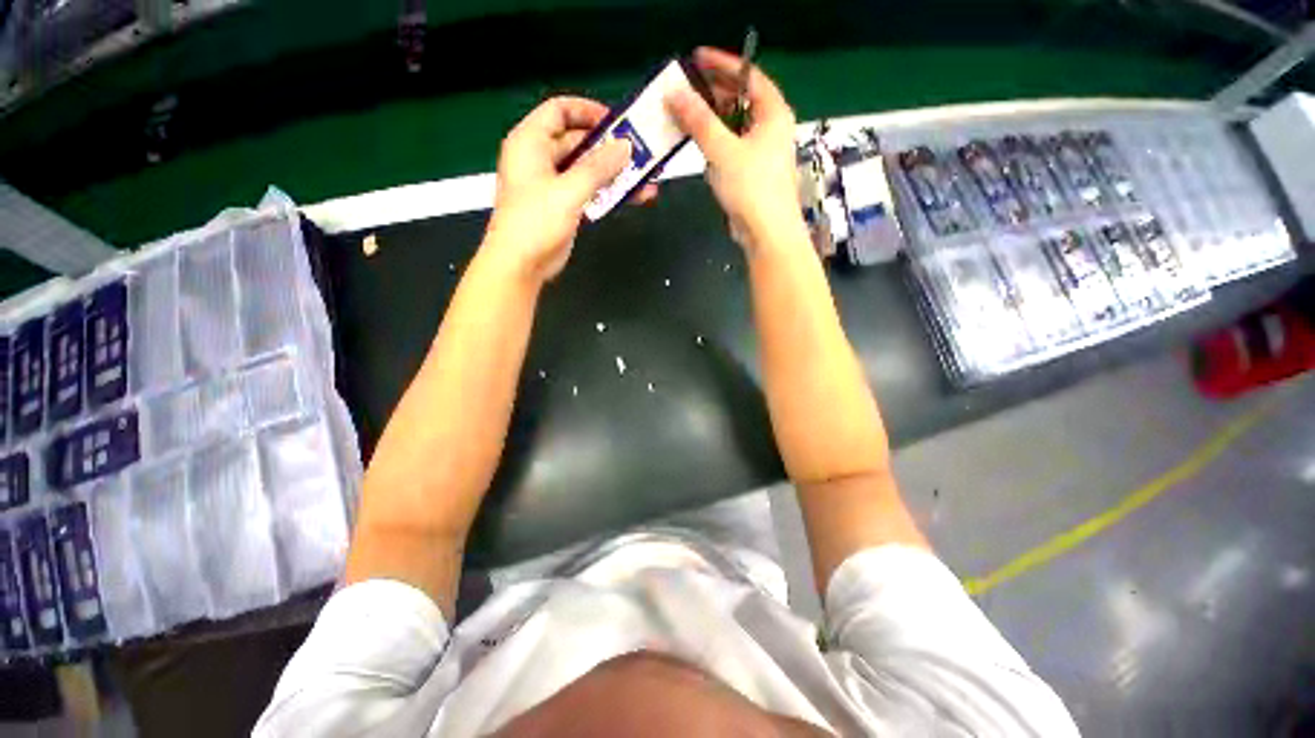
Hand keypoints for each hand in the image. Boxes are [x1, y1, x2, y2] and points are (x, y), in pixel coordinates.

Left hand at [483, 96, 656, 283]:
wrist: (521, 264)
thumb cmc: (535, 221)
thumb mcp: (569, 190)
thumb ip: (599, 167)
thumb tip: (626, 146)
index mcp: (531, 142)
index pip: (559, 111)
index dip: (587, 111)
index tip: (616, 121)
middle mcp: (541, 158)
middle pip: (579, 142)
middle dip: (610, 147)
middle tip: (640, 152)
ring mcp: (554, 185)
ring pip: (588, 170)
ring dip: (615, 173)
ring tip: (645, 177)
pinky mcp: (564, 207)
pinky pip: (590, 192)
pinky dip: (609, 193)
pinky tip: (633, 197)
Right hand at [665, 47, 801, 250]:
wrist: (767, 233)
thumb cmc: (751, 188)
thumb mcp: (723, 150)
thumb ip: (699, 121)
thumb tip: (675, 93)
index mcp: (773, 113)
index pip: (748, 75)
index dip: (722, 64)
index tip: (695, 59)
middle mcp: (771, 128)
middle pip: (742, 99)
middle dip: (714, 93)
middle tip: (686, 89)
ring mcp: (763, 152)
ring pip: (736, 126)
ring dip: (712, 120)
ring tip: (687, 115)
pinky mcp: (753, 172)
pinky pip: (733, 148)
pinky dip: (716, 143)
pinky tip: (701, 146)